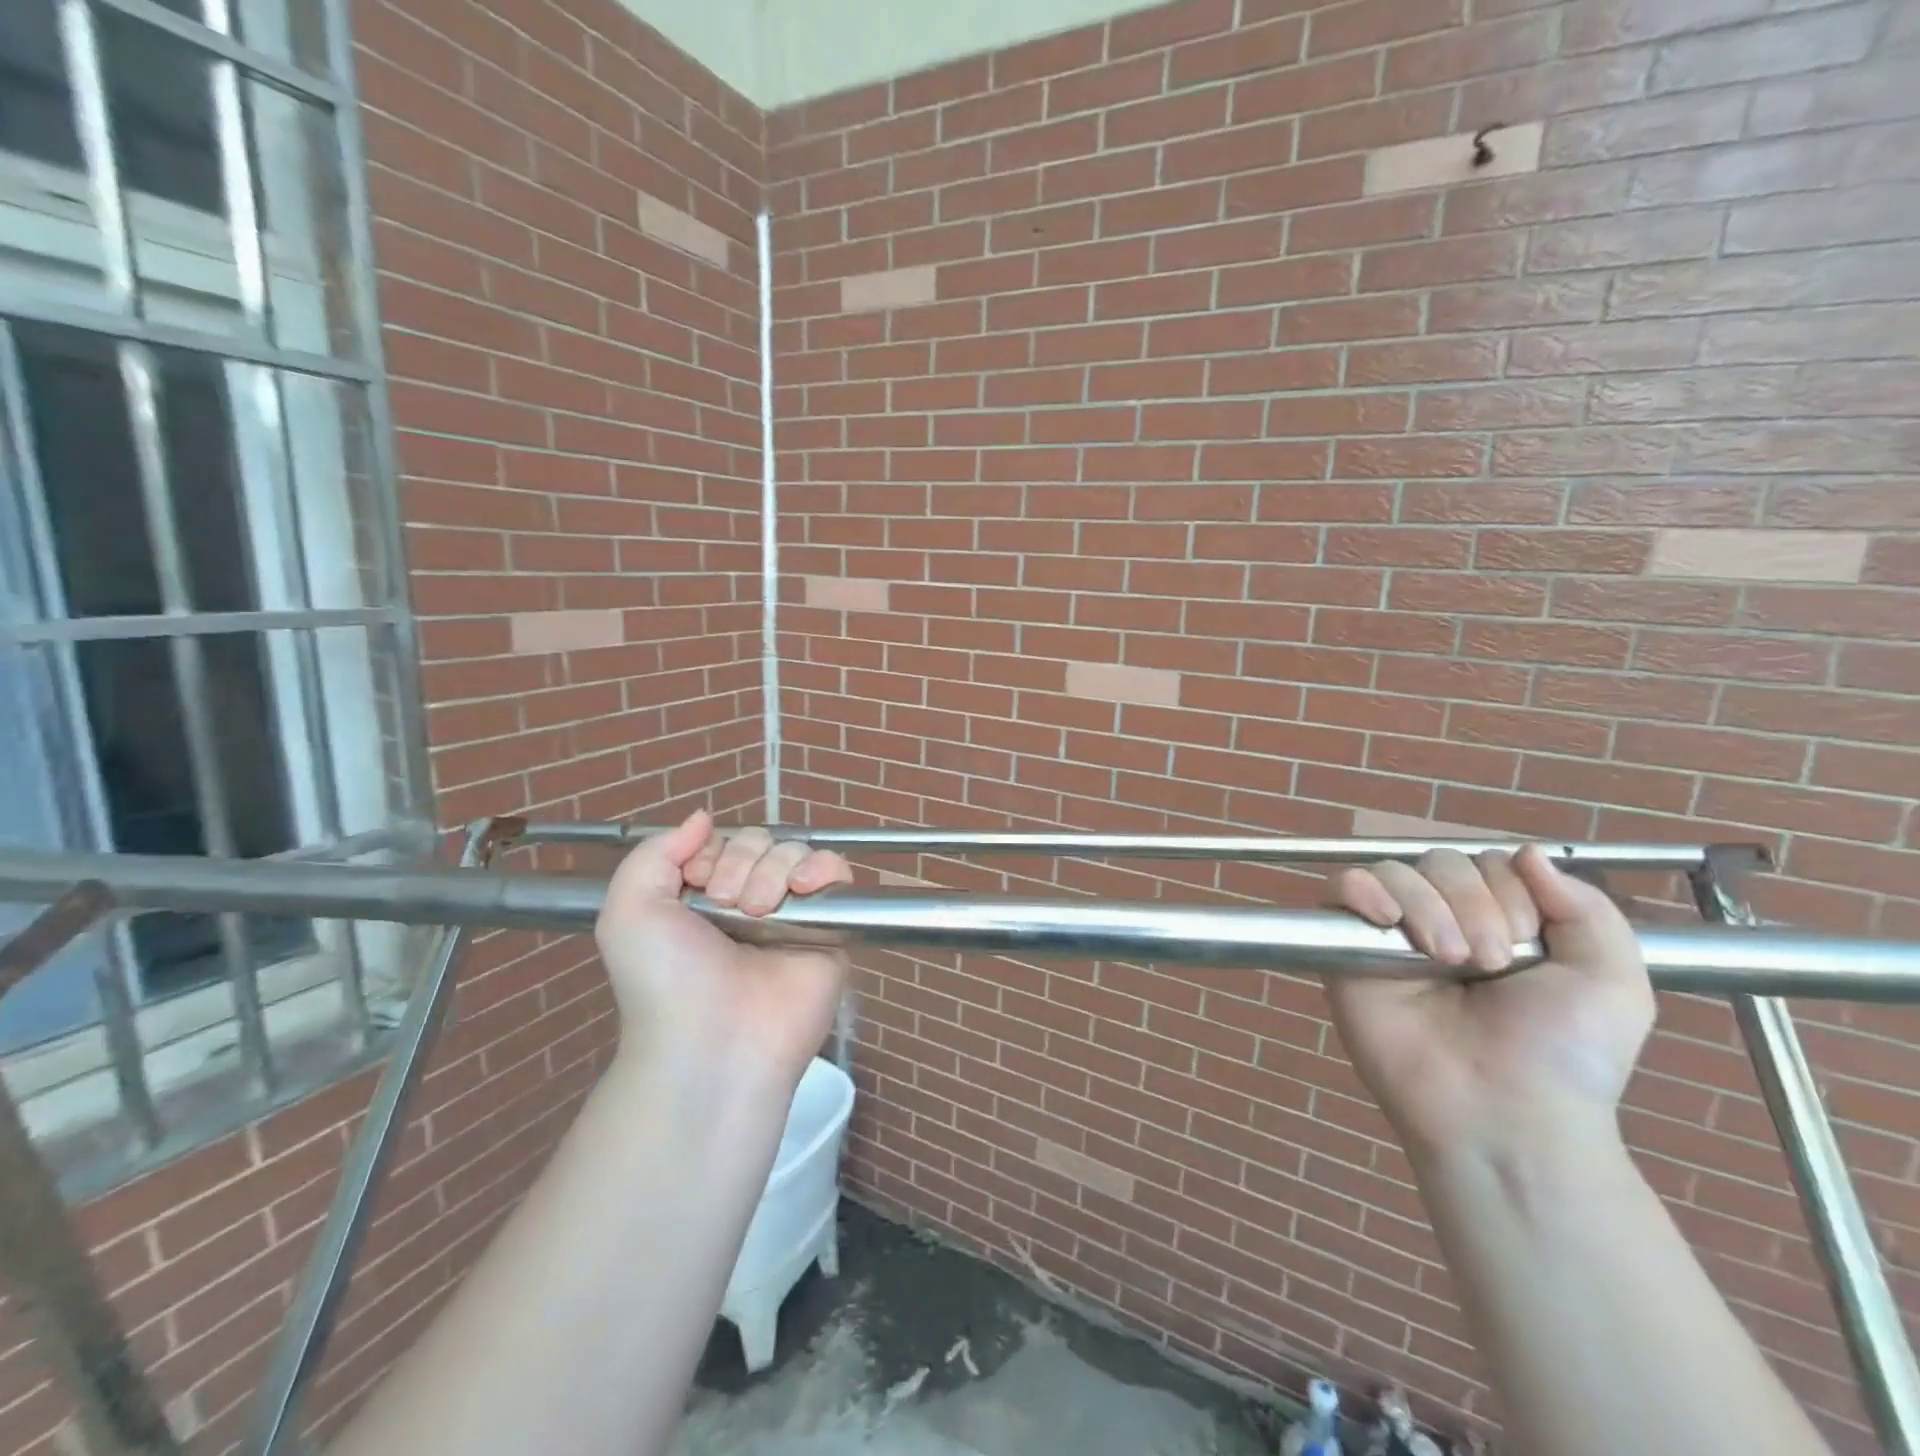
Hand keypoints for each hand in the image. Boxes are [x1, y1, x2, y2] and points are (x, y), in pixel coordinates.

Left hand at [595, 812, 852, 1092]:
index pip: (723, 842)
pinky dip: (822, 868)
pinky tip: (802, 889)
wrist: (712, 1042)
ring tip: (760, 913)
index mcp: (705, 897)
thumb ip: (655, 852)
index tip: (698, 884)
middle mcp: (750, 900)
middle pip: (761, 841)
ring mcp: (792, 913)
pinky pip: (837, 872)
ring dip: (774, 871)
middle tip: (727, 907)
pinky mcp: (830, 927)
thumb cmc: (665, 979)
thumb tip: (701, 817)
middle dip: (741, 863)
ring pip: (795, 851)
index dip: (711, 851)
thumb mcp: (630, 911)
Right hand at [1323, 845, 1652, 1165]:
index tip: (1525, 945)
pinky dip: (1362, 891)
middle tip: (1485, 965)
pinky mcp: (1345, 949)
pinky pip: (1340, 888)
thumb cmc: (1562, 1054)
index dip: (1510, 893)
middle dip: (1472, 905)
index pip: (1489, 862)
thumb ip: (1588, 908)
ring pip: (1395, 871)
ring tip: (1444, 962)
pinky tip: (1386, 921)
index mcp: (1499, 921)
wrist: (1502, 1111)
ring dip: (1426, 908)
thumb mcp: (1611, 983)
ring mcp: (1391, 934)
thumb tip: (1528, 853)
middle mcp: (1442, 919)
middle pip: (1441, 861)